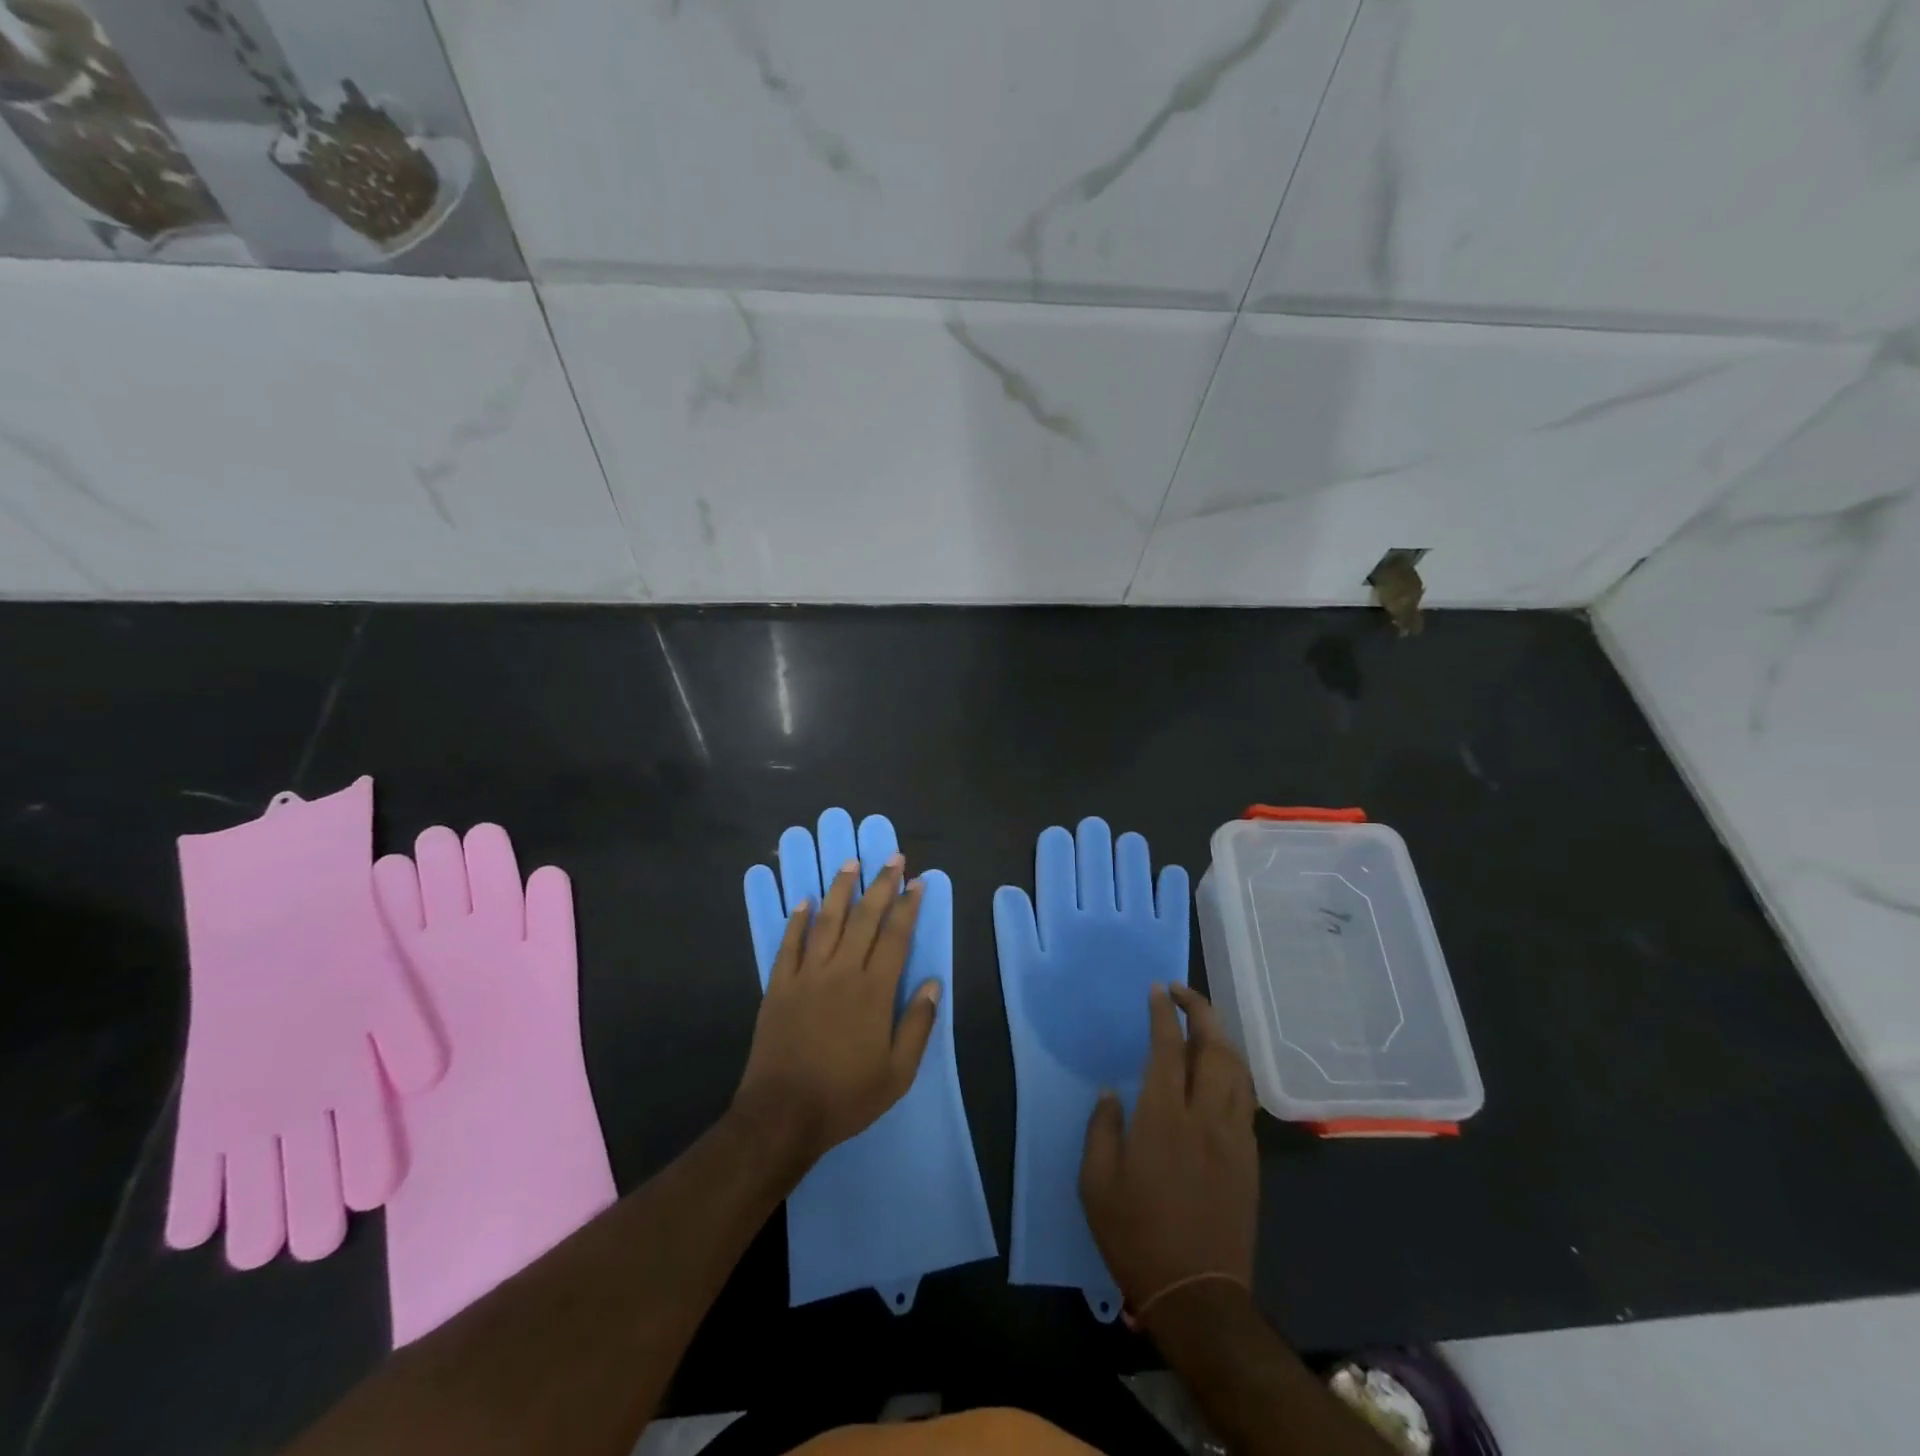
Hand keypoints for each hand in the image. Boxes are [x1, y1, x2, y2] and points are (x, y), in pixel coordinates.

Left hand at [733, 856, 937, 1174]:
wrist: (782, 1115)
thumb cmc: (846, 1096)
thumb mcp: (898, 1073)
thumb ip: (919, 1025)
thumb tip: (934, 983)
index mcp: (874, 990)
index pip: (896, 936)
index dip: (908, 906)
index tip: (917, 882)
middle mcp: (842, 972)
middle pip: (865, 918)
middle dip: (881, 884)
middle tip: (892, 857)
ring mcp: (806, 975)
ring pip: (827, 921)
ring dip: (840, 889)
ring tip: (851, 863)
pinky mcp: (778, 986)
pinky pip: (789, 944)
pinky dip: (797, 920)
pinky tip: (804, 900)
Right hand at [1080, 983, 1257, 1321]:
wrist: (1198, 1294)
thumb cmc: (1137, 1236)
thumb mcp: (1096, 1184)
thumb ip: (1102, 1129)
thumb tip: (1111, 1093)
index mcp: (1163, 1119)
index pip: (1168, 1049)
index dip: (1163, 1014)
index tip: (1157, 990)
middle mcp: (1204, 1118)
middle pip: (1214, 1049)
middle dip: (1200, 1012)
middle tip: (1181, 993)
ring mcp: (1233, 1137)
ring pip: (1237, 1071)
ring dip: (1220, 1038)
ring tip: (1200, 1025)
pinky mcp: (1248, 1158)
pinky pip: (1245, 1099)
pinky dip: (1232, 1072)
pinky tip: (1218, 1073)